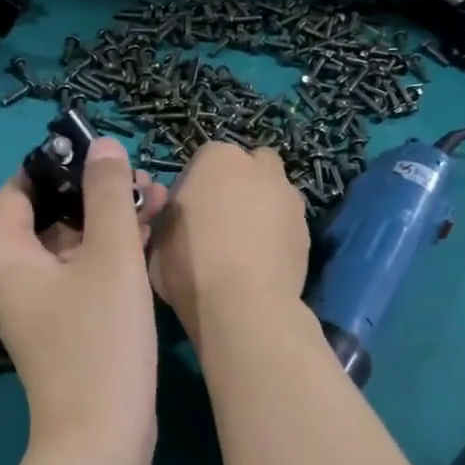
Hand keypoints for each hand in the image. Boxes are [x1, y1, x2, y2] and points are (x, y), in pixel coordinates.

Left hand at [0, 138, 168, 452]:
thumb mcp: (109, 257)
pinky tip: (153, 239)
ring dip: (112, 222)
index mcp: (8, 256)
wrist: (102, 436)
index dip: (55, 164)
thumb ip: (108, 194)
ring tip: (161, 200)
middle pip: (51, 216)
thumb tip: (104, 146)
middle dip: (96, 193)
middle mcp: (16, 278)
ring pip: (74, 246)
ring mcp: (42, 306)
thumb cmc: (100, 339)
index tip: (98, 150)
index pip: (19, 190)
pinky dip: (113, 255)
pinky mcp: (68, 327)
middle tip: (145, 178)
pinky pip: (86, 275)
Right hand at [148, 143, 308, 343]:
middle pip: (249, 167)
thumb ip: (166, 215)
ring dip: (261, 209)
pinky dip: (276, 237)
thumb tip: (174, 213)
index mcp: (217, 159)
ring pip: (273, 194)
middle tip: (219, 221)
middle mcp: (260, 168)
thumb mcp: (156, 237)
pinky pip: (286, 225)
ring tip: (243, 247)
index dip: (194, 186)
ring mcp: (290, 198)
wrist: (243, 305)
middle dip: (238, 185)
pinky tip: (261, 264)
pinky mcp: (308, 231)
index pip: (204, 160)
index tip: (185, 214)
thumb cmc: (189, 264)